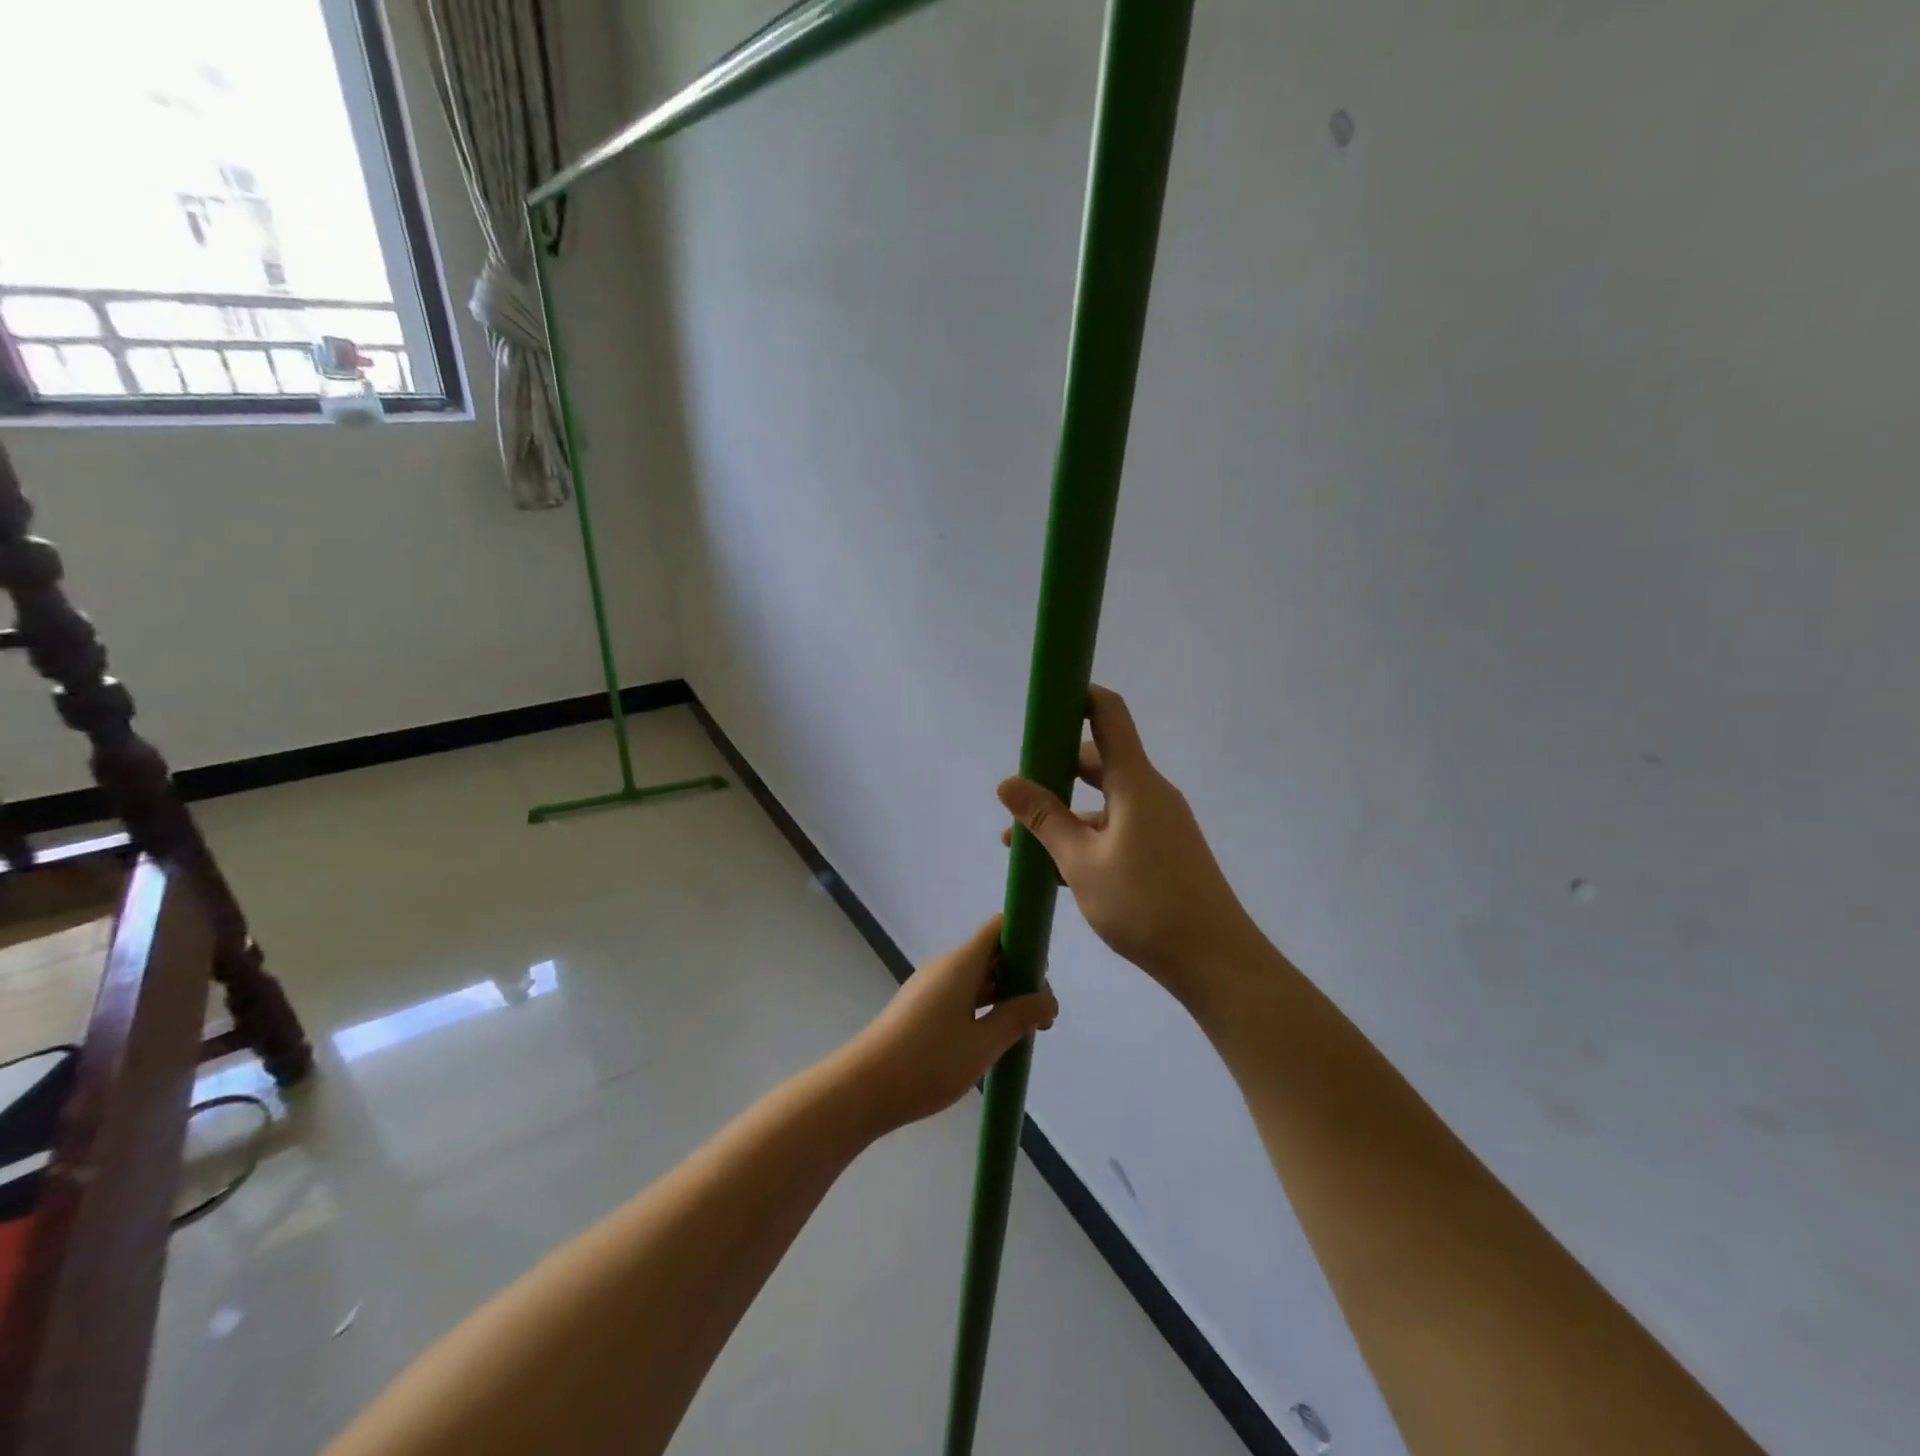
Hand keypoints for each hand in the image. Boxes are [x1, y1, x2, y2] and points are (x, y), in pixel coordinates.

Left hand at [837, 915, 1057, 1133]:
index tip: (1045, 975)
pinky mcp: (920, 1006)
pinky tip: (990, 1040)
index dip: (1027, 939)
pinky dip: (981, 1008)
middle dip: (1021, 977)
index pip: (1000, 927)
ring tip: (1023, 1034)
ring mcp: (930, 985)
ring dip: (1003, 997)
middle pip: (992, 953)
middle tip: (1041, 1019)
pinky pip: (960, 994)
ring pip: (977, 977)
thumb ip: (1018, 1018)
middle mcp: (945, 965)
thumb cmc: (928, 1062)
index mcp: (961, 962)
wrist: (863, 1088)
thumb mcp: (983, 1044)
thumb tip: (1048, 1000)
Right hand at [997, 685, 1255, 1002]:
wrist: (1214, 960)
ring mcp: (1160, 822)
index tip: (1045, 701)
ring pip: (1104, 801)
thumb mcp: (1081, 862)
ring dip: (1065, 813)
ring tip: (1020, 842)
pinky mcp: (1163, 850)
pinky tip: (1055, 868)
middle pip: (1099, 760)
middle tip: (1019, 790)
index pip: (1108, 715)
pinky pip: (1117, 828)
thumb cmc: (1144, 903)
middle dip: (1055, 769)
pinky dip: (1086, 837)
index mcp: (1135, 782)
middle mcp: (1150, 793)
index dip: (1078, 696)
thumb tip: (1007, 782)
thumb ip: (1044, 819)